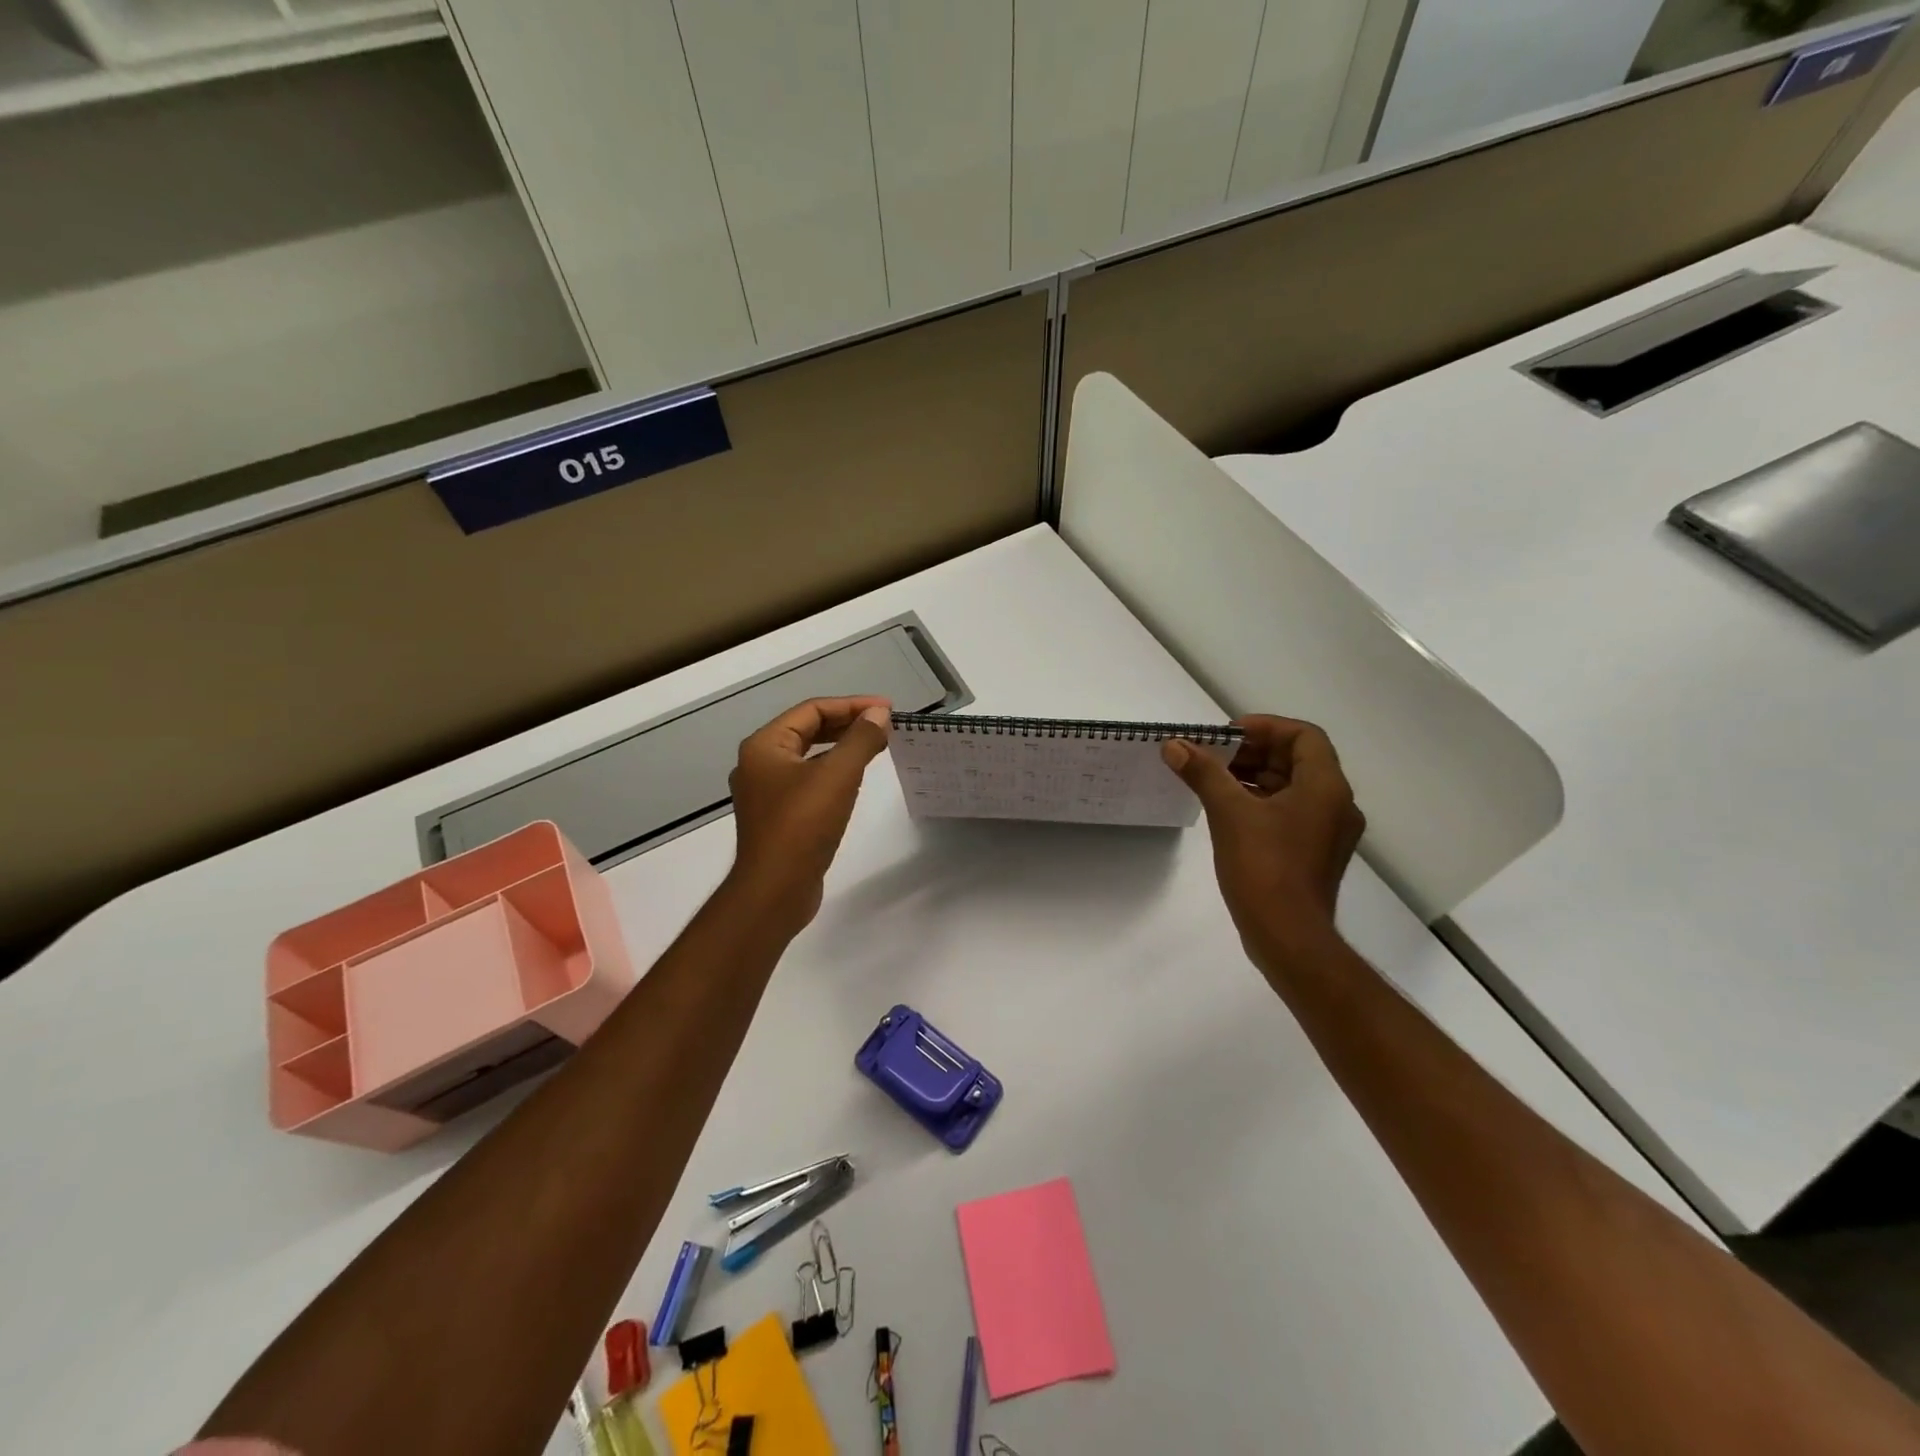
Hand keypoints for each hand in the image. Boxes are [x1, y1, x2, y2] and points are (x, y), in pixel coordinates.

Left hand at [727, 696, 891, 933]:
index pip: (812, 710)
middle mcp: (759, 764)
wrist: (775, 890)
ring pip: (808, 757)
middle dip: (847, 724)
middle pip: (807, 730)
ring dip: (841, 747)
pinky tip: (854, 780)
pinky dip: (832, 773)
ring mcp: (766, 793)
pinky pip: (808, 782)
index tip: (887, 709)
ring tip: (875, 746)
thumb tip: (879, 714)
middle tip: (884, 725)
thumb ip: (860, 740)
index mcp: (764, 746)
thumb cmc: (802, 826)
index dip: (852, 704)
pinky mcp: (778, 817)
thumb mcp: (837, 776)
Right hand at [1163, 716, 1365, 965]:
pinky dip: (1261, 802)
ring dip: (1254, 776)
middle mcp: (1336, 804)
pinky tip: (1227, 809)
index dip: (1265, 727)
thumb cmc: (1264, 867)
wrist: (1288, 937)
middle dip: (1253, 751)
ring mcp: (1328, 832)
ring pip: (1292, 787)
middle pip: (1297, 760)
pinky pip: (1290, 812)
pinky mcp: (1314, 854)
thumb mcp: (1229, 812)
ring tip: (1212, 778)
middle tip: (1212, 755)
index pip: (1303, 736)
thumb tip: (1174, 745)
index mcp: (1325, 787)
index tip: (1227, 735)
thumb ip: (1203, 773)